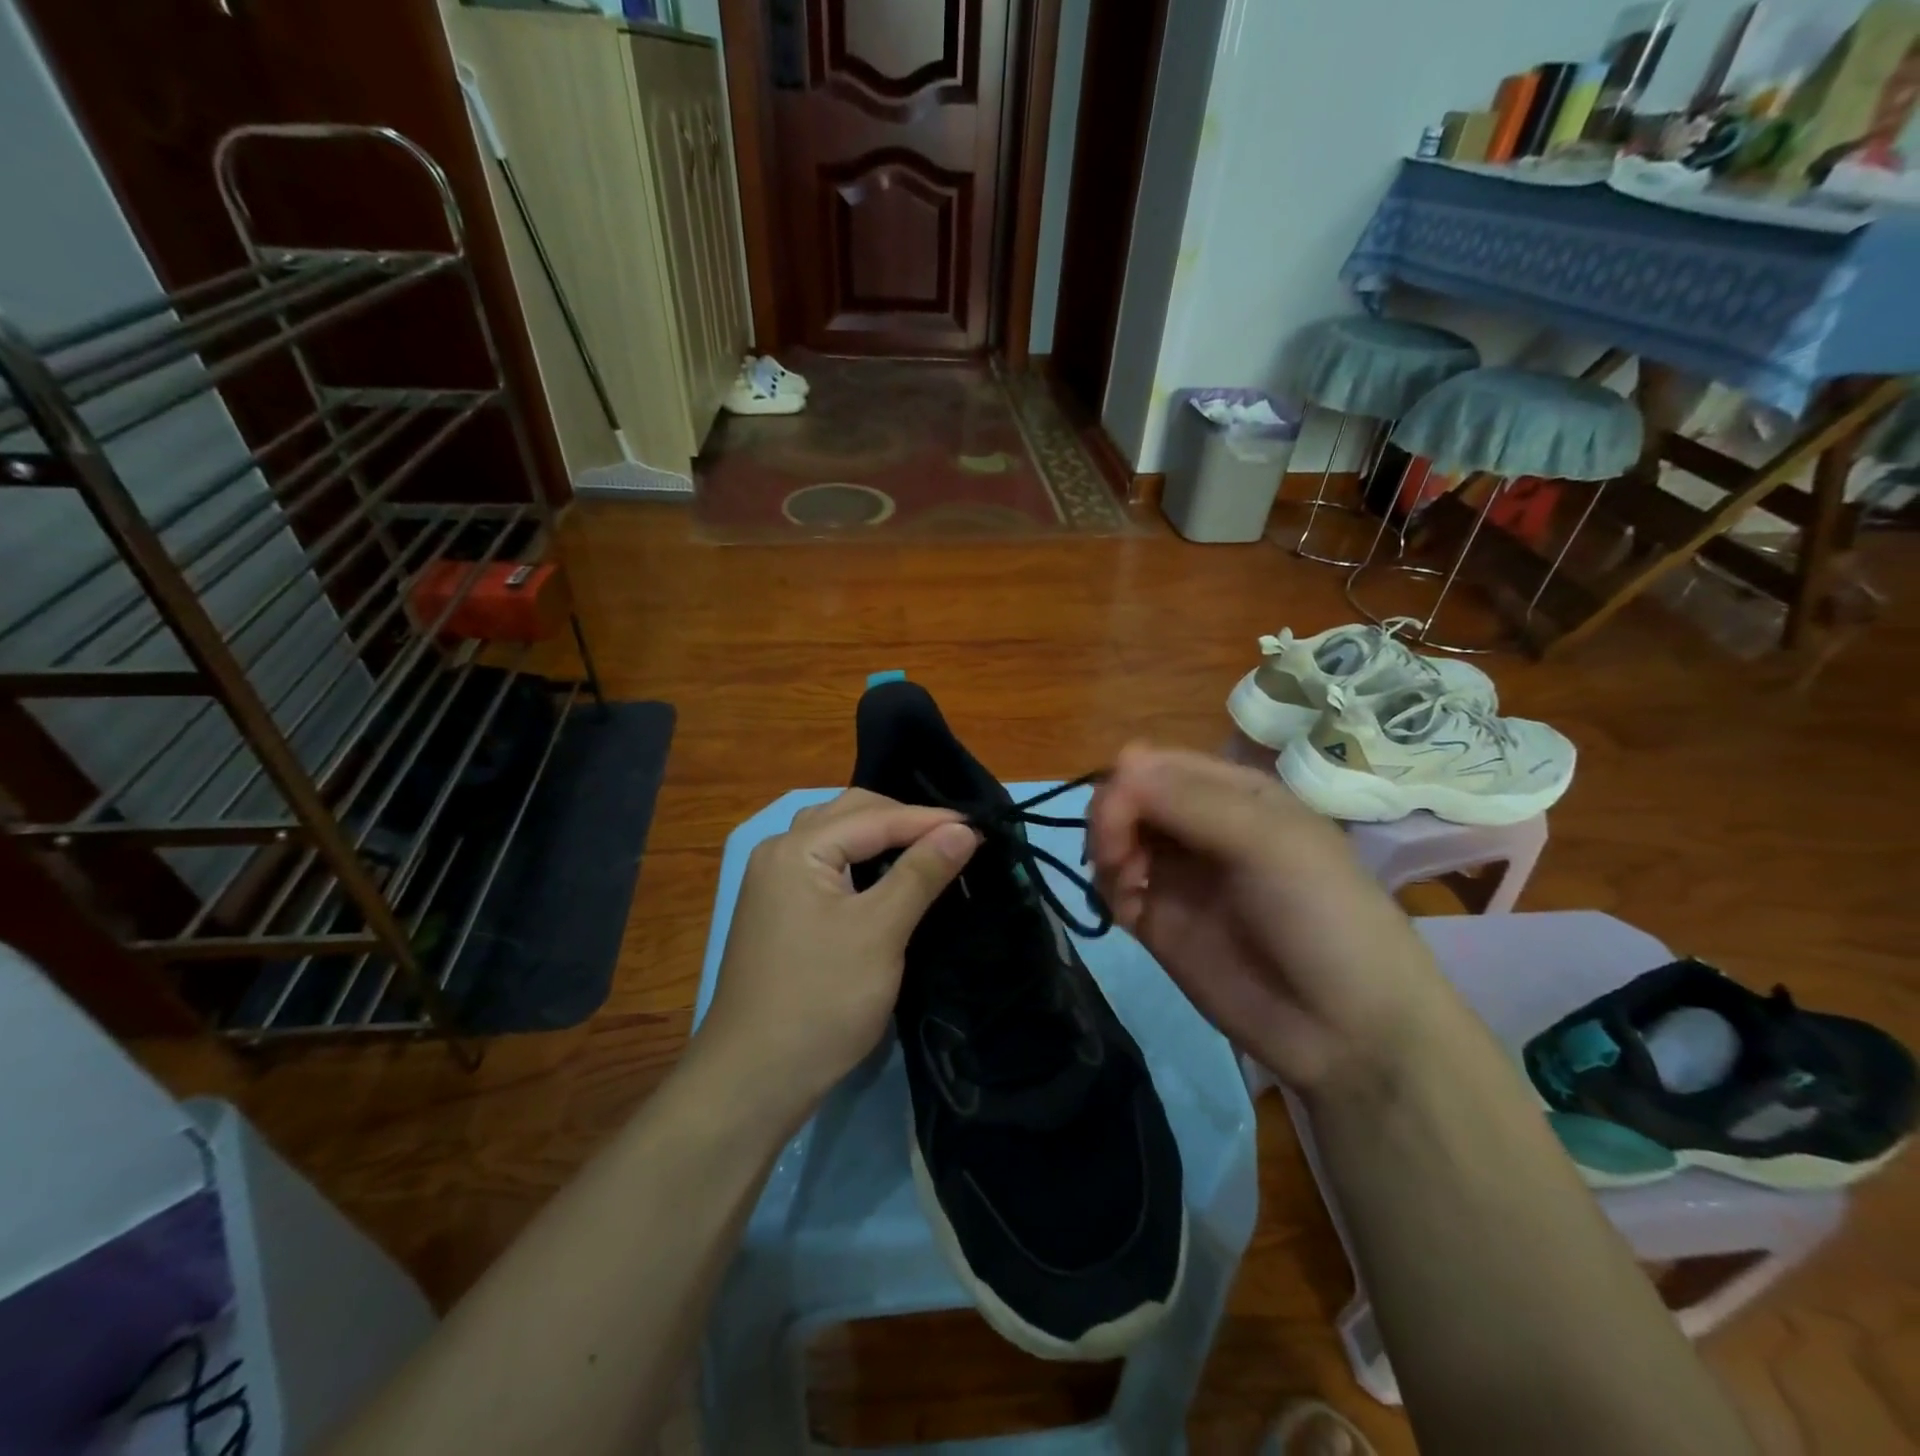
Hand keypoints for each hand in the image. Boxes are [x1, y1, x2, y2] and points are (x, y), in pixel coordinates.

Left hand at [701, 789, 979, 1121]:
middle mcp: (778, 854)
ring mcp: (773, 884)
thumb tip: (963, 829)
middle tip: (953, 837)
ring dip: (881, 837)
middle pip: (850, 816)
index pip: (874, 817)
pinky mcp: (779, 912)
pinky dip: (861, 862)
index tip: (980, 828)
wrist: (754, 1080)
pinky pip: (826, 866)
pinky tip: (887, 878)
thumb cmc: (821, 1000)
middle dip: (903, 820)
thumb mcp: (880, 931)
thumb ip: (921, 873)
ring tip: (925, 849)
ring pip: (836, 839)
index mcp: (796, 849)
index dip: (929, 820)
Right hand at [1085, 744, 1445, 1093]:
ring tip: (1124, 885)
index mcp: (1235, 795)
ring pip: (1114, 839)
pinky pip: (1113, 889)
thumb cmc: (1324, 917)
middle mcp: (1200, 828)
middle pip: (1128, 798)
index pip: (1158, 765)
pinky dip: (1107, 889)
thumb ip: (1190, 801)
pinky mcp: (1159, 923)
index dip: (1128, 783)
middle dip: (1110, 818)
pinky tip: (1126, 910)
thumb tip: (1119, 761)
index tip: (1118, 818)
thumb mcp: (1269, 842)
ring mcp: (1178, 876)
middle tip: (1116, 856)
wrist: (1349, 1031)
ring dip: (1105, 852)